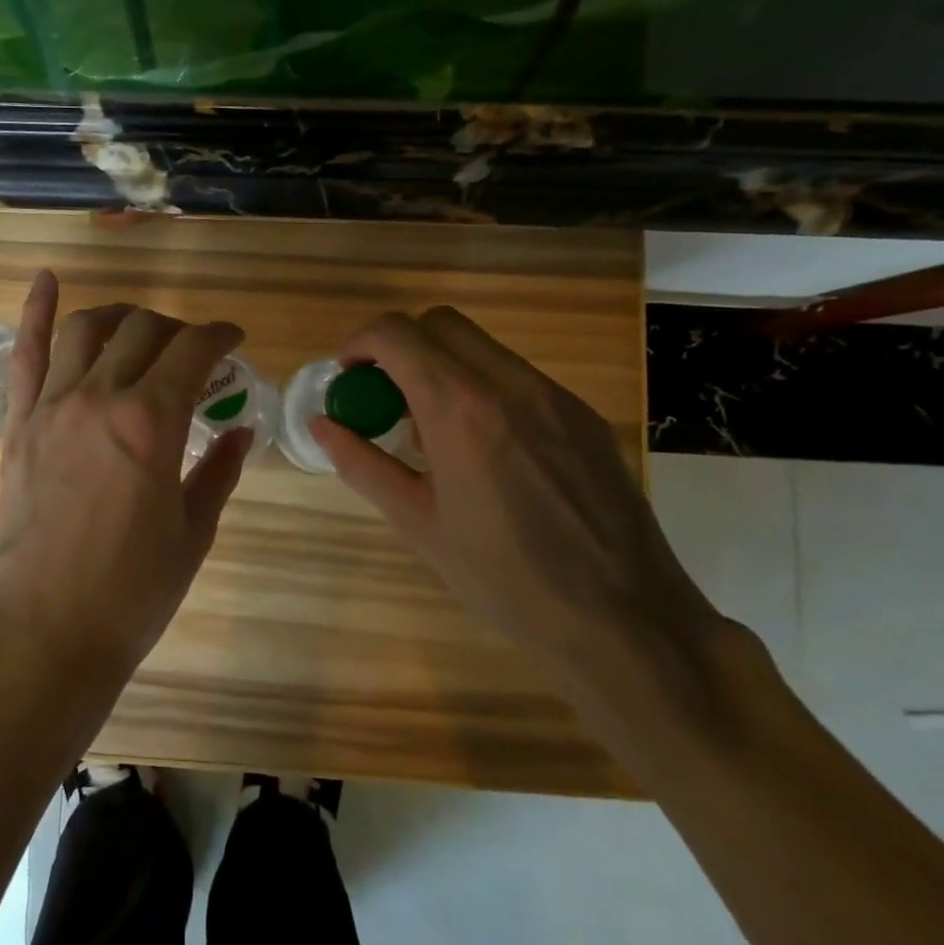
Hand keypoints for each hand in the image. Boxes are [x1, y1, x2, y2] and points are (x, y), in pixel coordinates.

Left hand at [0, 272, 253, 691]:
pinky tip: (47, 279)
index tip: (233, 341)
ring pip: (87, 329)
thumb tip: (241, 429)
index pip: (193, 350)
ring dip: (120, 315)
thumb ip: (218, 470)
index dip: (220, 335)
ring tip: (137, 325)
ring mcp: (52, 407)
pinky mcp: (19, 425)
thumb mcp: (193, 531)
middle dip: (176, 329)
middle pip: (143, 330)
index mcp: (152, 421)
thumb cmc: (133, 590)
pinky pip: (25, 355)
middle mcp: (100, 397)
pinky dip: (35, 312)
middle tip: (191, 351)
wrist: (50, 631)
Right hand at [310, 307, 719, 680]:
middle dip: (402, 347)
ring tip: (437, 433)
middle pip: (440, 323)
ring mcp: (556, 397)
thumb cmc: (502, 578)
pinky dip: (485, 390)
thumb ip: (362, 463)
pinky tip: (489, 453)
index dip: (360, 344)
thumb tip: (321, 425)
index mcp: (460, 410)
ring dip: (444, 367)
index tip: (349, 378)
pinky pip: (520, 379)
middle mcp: (510, 385)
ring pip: (484, 348)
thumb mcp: (417, 522)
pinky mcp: (585, 417)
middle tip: (387, 398)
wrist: (622, 620)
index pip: (397, 335)